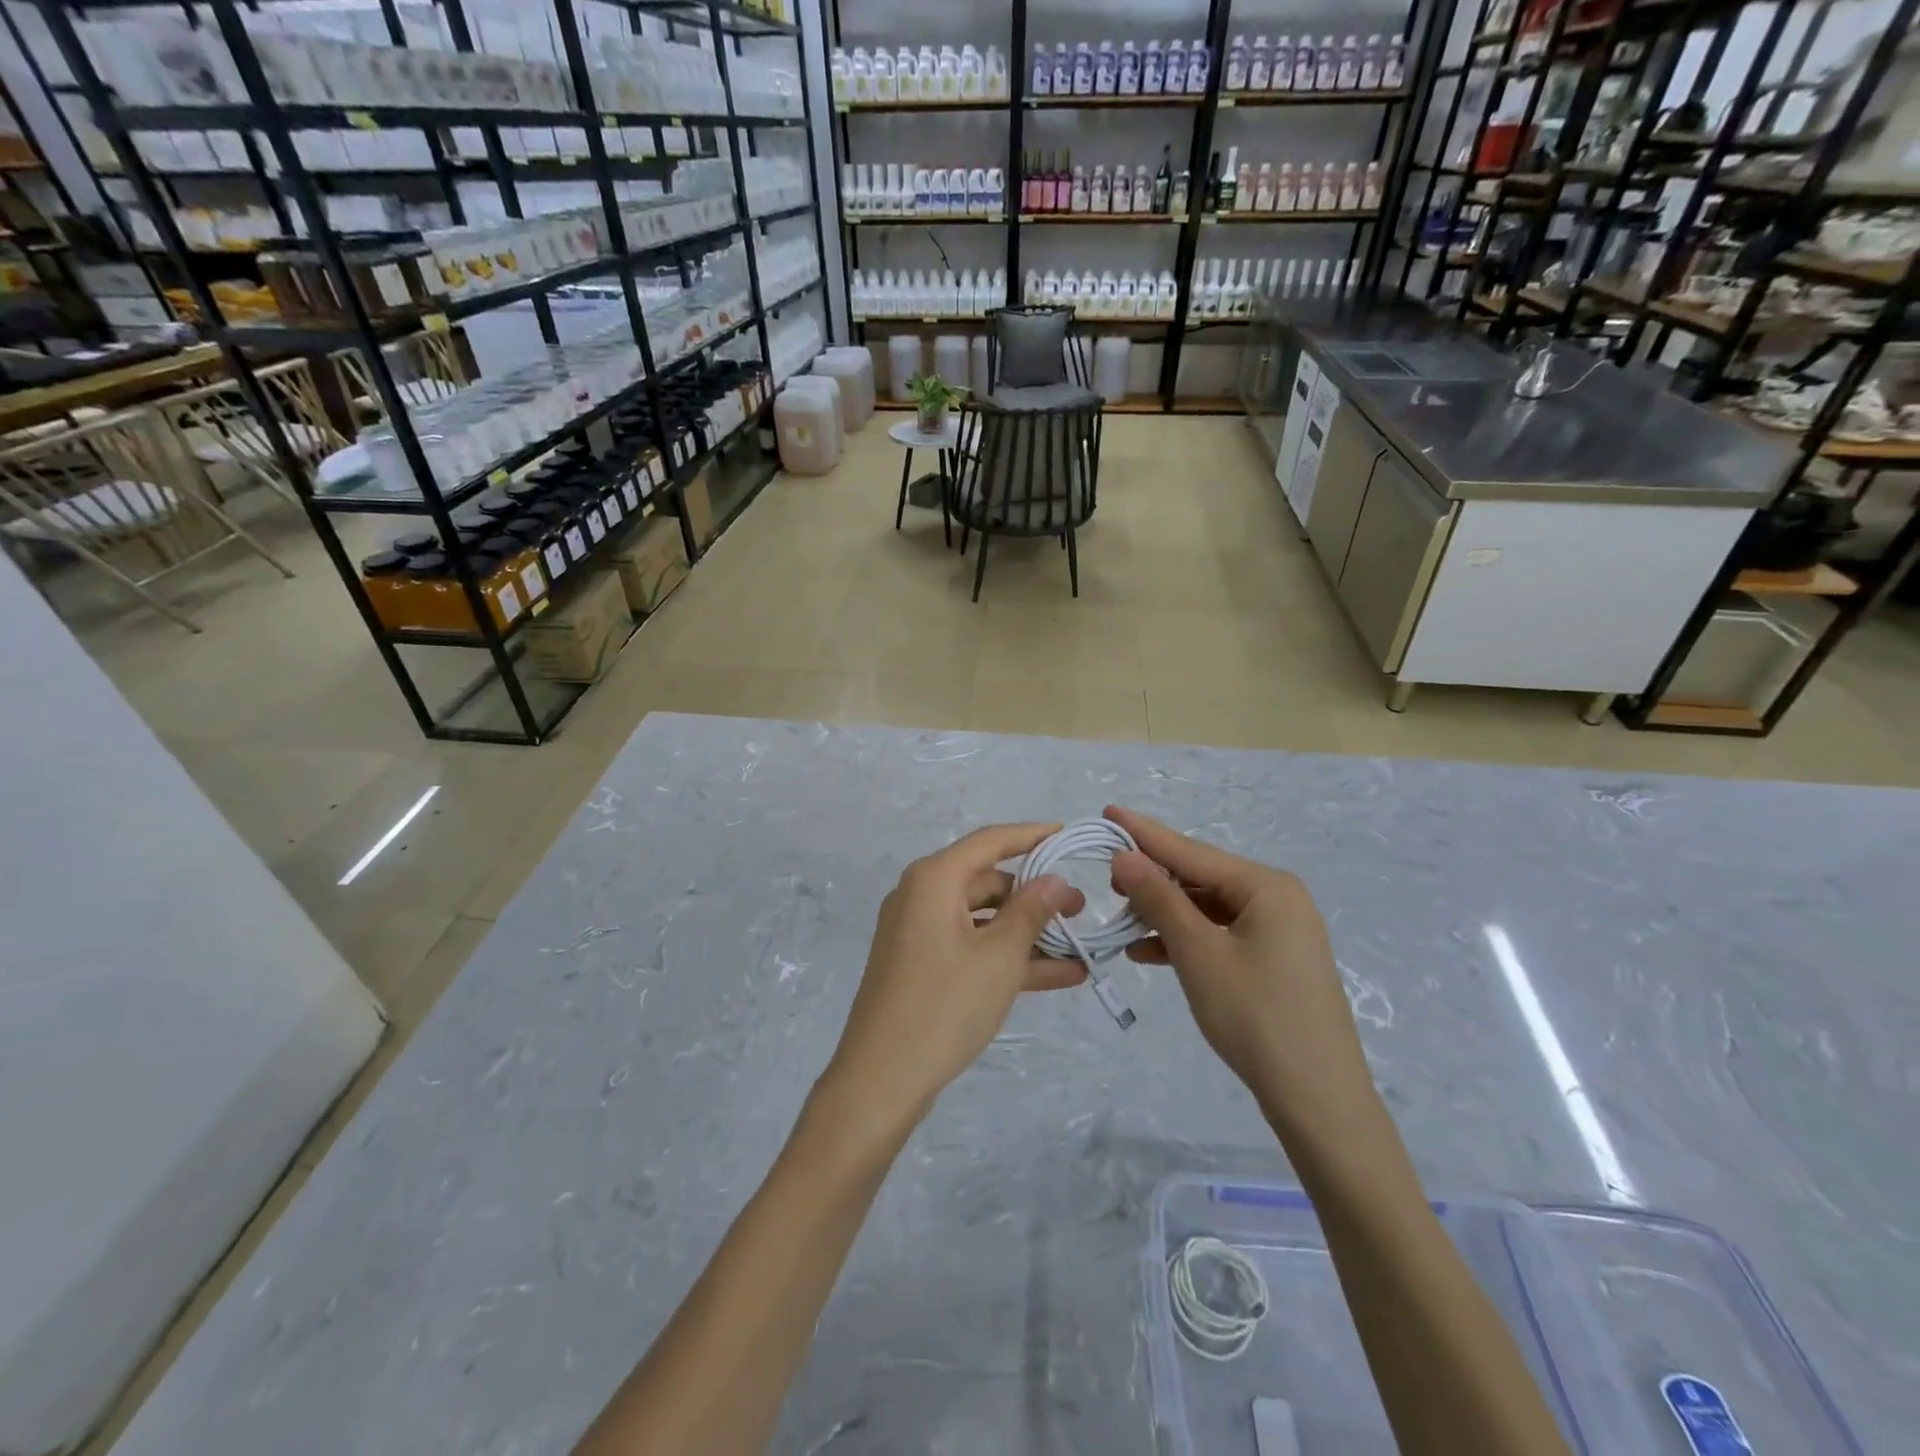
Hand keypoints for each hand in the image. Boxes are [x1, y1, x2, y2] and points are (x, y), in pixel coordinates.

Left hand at [822, 824, 1086, 1134]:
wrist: (881, 1080)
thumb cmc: (944, 1005)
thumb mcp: (999, 957)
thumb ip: (1031, 911)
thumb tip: (1055, 880)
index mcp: (934, 879)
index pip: (990, 841)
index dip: (1031, 835)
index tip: (1066, 834)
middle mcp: (921, 895)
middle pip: (986, 881)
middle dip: (1035, 895)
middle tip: (1080, 910)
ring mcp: (918, 932)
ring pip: (983, 919)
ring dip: (1027, 933)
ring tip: (1078, 946)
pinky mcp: (921, 965)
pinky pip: (971, 947)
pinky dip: (1006, 957)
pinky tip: (1057, 975)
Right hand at [1104, 806, 1375, 1130]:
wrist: (1318, 1100)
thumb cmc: (1255, 1016)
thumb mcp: (1198, 953)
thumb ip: (1159, 900)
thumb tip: (1124, 857)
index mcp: (1266, 887)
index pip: (1191, 850)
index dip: (1145, 833)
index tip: (1108, 812)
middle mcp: (1276, 899)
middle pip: (1200, 877)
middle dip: (1153, 879)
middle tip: (1108, 882)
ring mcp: (1278, 932)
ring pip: (1207, 909)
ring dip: (1164, 914)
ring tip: (1122, 921)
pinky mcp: (1274, 961)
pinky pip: (1220, 935)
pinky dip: (1185, 940)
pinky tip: (1148, 952)